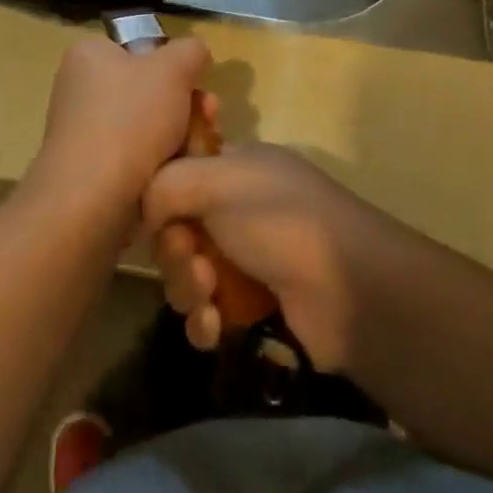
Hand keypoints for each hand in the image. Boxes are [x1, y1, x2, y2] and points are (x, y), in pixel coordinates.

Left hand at [25, 36, 210, 221]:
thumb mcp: (173, 68)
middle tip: (210, 118)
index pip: (141, 48)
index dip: (174, 65)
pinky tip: (182, 172)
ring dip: (182, 135)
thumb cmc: (130, 119)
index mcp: (89, 56)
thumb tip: (194, 54)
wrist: (91, 200)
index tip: (198, 83)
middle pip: (150, 89)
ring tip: (201, 149)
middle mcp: (81, 89)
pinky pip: (138, 157)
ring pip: (149, 126)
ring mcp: (85, 132)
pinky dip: (163, 163)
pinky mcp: (93, 171)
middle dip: (187, 105)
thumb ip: (190, 51)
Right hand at [144, 144, 395, 373]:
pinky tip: (215, 327)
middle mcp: (239, 206)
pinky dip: (204, 320)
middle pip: (178, 228)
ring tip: (209, 297)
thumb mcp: (216, 181)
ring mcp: (248, 256)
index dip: (162, 196)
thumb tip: (146, 213)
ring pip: (189, 273)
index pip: (180, 172)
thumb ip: (165, 185)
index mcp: (236, 165)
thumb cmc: (279, 219)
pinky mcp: (255, 305)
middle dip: (175, 251)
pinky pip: (208, 311)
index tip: (157, 215)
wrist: (347, 288)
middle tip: (193, 261)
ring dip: (188, 288)